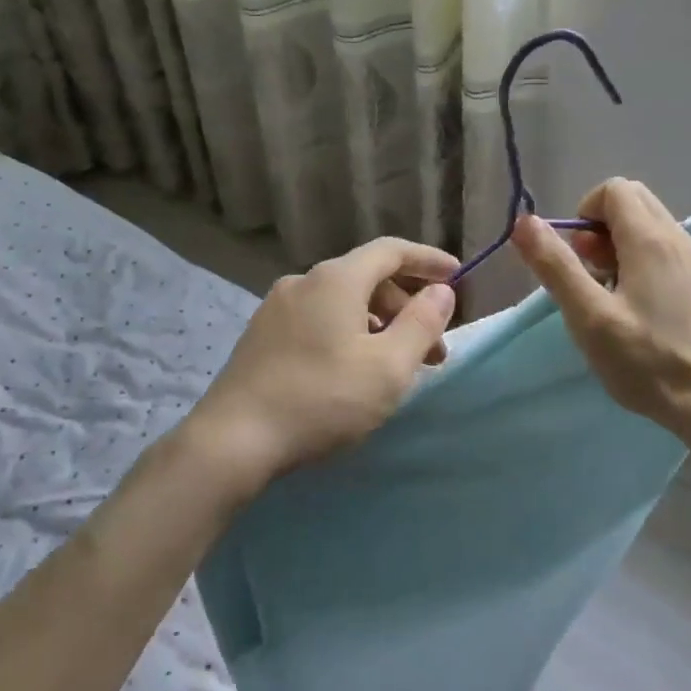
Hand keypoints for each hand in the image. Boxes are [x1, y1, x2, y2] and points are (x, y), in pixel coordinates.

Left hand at [189, 237, 458, 492]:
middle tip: (434, 350)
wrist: (233, 439)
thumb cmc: (322, 399)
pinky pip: (317, 319)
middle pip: (367, 278)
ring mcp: (276, 307)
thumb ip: (422, 323)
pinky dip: (348, 333)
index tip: (457, 276)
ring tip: (396, 366)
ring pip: (341, 302)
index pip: (391, 251)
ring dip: (378, 325)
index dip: (428, 260)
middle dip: (406, 307)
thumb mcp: (388, 367)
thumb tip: (441, 290)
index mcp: (336, 279)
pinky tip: (353, 369)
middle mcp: (303, 281)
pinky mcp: (261, 335)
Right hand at [511, 178, 690, 432]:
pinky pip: (661, 247)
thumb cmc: (643, 360)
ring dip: (616, 242)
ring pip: (646, 223)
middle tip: (587, 270)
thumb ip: (555, 264)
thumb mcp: (587, 315)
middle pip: (631, 200)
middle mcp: (677, 237)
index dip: (583, 213)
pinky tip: (630, 303)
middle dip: (598, 225)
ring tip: (605, 290)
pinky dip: (637, 258)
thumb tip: (524, 221)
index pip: (613, 189)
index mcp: (650, 239)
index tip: (575, 255)